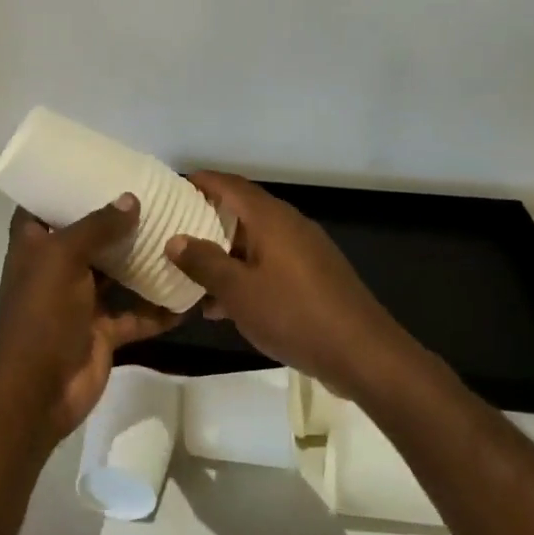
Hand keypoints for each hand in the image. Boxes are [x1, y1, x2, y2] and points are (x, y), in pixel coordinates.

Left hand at [0, 196, 177, 445]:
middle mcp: (55, 269)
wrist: (37, 392)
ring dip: (142, 261)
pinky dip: (159, 308)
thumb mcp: (63, 258)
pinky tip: (188, 293)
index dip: (61, 188)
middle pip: (87, 237)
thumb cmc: (41, 315)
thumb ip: (97, 227)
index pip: (41, 207)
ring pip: (116, 274)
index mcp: (34, 246)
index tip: (95, 168)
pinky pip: (136, 314)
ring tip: (177, 235)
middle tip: (153, 197)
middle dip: (116, 221)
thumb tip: (131, 199)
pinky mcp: (102, 331)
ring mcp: (80, 302)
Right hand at [164, 173, 414, 400]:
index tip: (171, 190)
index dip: (200, 182)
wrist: (362, 352)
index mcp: (270, 218)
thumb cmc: (293, 314)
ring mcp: (305, 250)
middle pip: (242, 211)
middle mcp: (289, 225)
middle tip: (174, 233)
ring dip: (224, 255)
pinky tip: (224, 307)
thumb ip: (204, 262)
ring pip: (254, 242)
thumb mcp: (238, 291)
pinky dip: (245, 275)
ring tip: (191, 276)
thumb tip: (175, 239)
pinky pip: (270, 264)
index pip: (229, 184)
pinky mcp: (314, 276)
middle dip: (207, 221)